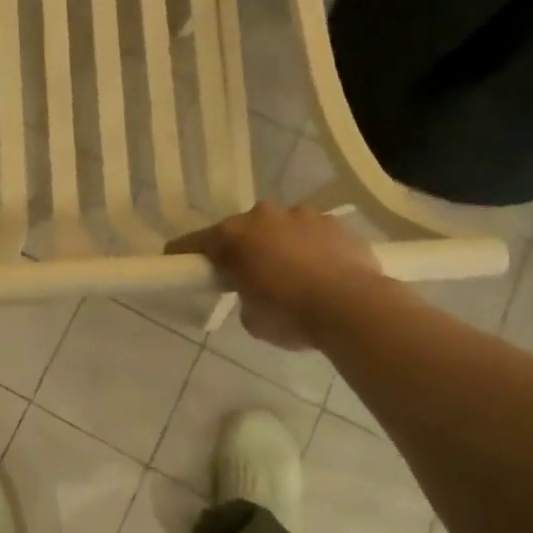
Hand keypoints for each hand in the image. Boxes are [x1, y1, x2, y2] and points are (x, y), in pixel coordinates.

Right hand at [166, 202, 378, 349]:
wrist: (354, 308)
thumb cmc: (291, 314)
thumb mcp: (251, 318)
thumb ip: (243, 295)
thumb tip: (255, 289)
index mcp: (233, 236)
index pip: (194, 243)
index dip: (184, 255)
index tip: (178, 264)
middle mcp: (263, 216)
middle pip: (240, 231)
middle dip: (241, 250)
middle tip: (248, 278)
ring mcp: (301, 214)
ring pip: (278, 228)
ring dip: (278, 246)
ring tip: (293, 276)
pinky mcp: (334, 222)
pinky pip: (311, 233)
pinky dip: (310, 248)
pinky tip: (322, 272)